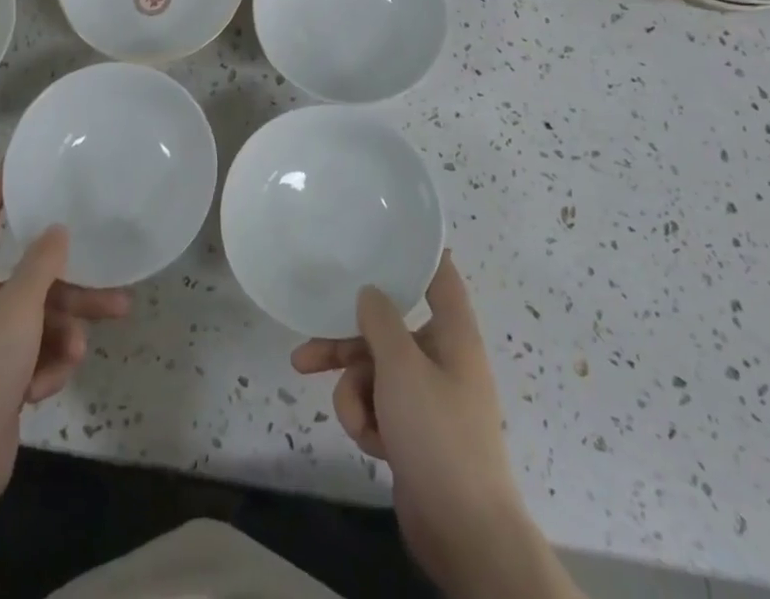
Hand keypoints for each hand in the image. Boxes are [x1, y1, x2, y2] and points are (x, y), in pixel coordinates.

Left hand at [0, 166, 129, 516]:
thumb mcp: (18, 306)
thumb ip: (42, 263)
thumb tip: (56, 231)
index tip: (18, 163)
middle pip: (28, 279)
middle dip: (69, 289)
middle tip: (113, 286)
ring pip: (37, 319)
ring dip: (62, 332)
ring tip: (82, 348)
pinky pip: (31, 353)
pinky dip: (43, 366)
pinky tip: (45, 384)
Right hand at [292, 252, 530, 589]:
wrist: (464, 533)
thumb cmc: (438, 435)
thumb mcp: (402, 367)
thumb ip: (380, 320)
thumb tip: (370, 292)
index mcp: (452, 334)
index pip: (438, 277)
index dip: (414, 254)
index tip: (380, 237)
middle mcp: (441, 358)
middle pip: (385, 330)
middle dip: (346, 345)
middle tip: (305, 354)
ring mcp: (427, 398)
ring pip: (374, 372)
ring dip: (355, 394)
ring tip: (356, 421)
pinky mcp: (413, 432)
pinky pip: (378, 408)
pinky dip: (368, 422)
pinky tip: (372, 446)